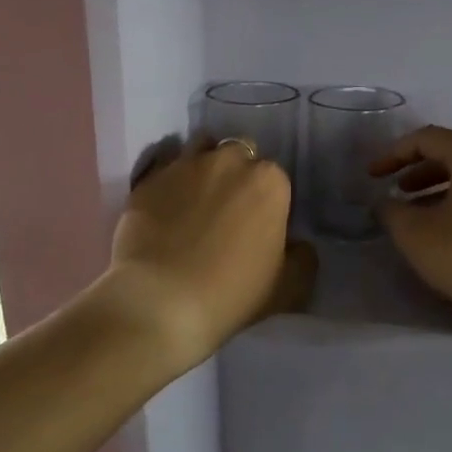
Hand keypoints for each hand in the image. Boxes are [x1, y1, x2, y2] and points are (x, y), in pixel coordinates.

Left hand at [107, 135, 314, 370]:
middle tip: (229, 211)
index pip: (275, 178)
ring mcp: (183, 165)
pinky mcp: (148, 179)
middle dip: (237, 174)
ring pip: (200, 149)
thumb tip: (297, 245)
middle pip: (239, 154)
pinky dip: (170, 182)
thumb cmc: (232, 294)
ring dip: (204, 167)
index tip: (260, 225)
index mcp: (269, 181)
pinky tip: (166, 207)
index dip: (269, 201)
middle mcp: (228, 161)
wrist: (160, 302)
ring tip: (197, 199)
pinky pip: (164, 169)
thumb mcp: (290, 287)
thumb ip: (303, 258)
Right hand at [371, 126, 451, 327]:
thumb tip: (386, 203)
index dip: (393, 155)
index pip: (427, 139)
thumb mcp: (415, 233)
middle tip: (396, 194)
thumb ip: (391, 210)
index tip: (372, 177)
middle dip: (418, 172)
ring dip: (439, 190)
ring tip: (418, 216)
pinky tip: (450, 232)